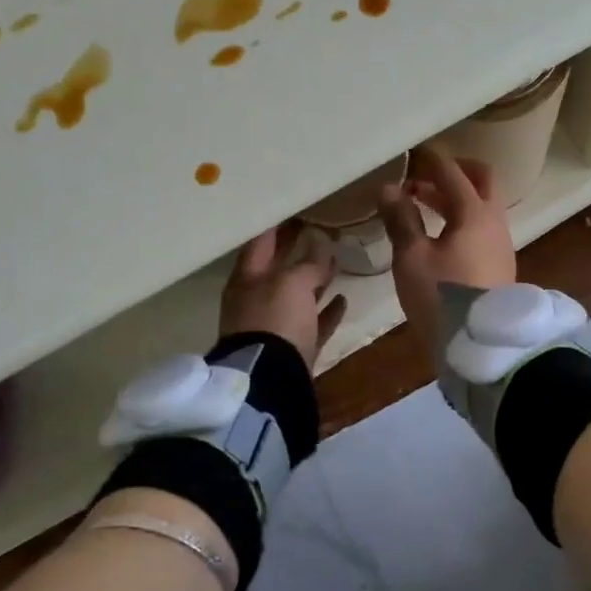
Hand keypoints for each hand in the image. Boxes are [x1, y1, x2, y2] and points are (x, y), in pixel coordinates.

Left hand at [220, 223, 346, 368]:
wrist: (271, 380)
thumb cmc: (275, 320)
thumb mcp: (292, 283)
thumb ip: (309, 263)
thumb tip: (321, 244)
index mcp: (247, 280)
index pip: (260, 244)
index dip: (277, 227)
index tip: (294, 210)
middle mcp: (256, 301)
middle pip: (278, 270)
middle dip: (297, 252)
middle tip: (319, 231)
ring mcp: (274, 327)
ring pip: (296, 297)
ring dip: (315, 281)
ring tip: (336, 263)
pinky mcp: (292, 349)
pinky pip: (311, 324)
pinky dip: (325, 312)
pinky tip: (343, 300)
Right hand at [380, 142, 517, 352]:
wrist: (480, 345)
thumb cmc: (442, 296)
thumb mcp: (412, 258)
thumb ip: (401, 219)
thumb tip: (389, 189)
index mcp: (475, 213)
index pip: (453, 172)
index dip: (431, 159)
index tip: (413, 150)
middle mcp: (495, 222)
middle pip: (482, 181)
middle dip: (454, 172)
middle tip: (424, 175)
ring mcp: (501, 244)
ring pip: (482, 206)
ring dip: (455, 198)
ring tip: (421, 203)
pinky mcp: (499, 265)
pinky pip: (482, 227)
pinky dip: (462, 218)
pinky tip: (439, 234)